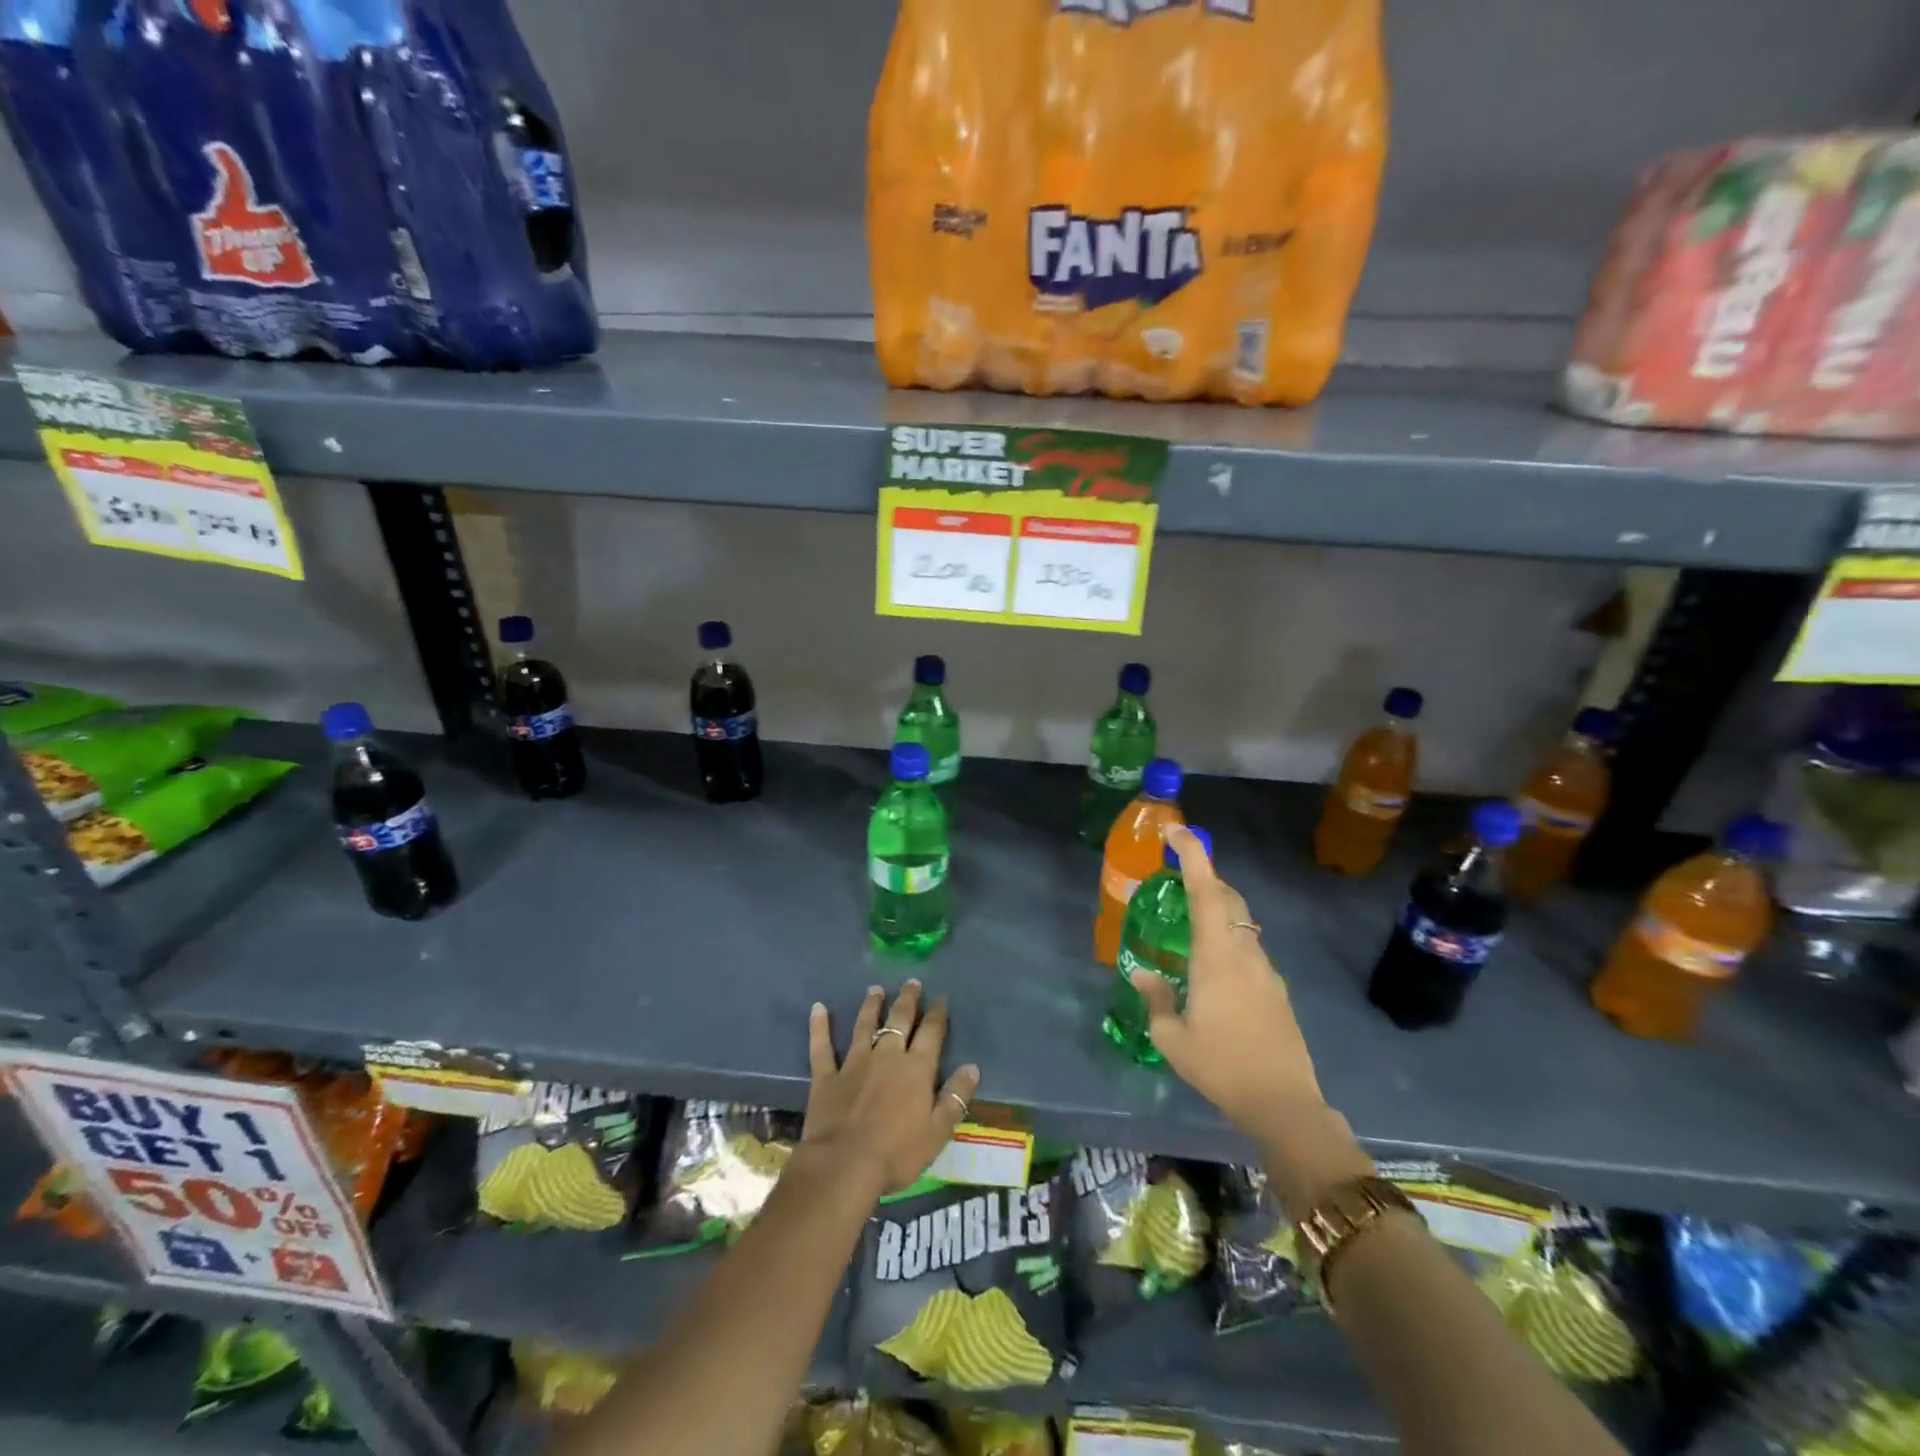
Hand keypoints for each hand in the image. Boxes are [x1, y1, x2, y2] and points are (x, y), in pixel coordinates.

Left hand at [802, 980, 980, 1197]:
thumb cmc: (897, 1153)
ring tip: (875, 989)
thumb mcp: (938, 1132)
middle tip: (911, 982)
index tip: (941, 998)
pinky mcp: (827, 1076)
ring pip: (864, 1025)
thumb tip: (973, 1067)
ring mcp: (854, 1062)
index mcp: (916, 1068)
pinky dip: (819, 1026)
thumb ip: (955, 1097)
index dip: (937, 1014)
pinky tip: (818, 1008)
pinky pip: (822, 1046)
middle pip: (899, 1020)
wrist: (844, 1165)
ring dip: (871, 1006)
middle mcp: (887, 1055)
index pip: (931, 1033)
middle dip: (907, 1000)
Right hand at [1129, 824, 1329, 1136]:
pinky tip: (1211, 970)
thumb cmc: (1222, 1066)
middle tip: (1174, 879)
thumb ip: (1155, 999)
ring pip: (1240, 922)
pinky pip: (1248, 947)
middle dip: (1203, 877)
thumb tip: (1142, 973)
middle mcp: (1244, 951)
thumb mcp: (1172, 1039)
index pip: (1205, 889)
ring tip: (1187, 924)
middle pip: (1227, 897)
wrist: (1284, 1103)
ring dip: (1216, 908)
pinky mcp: (1276, 988)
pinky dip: (1227, 938)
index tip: (1174, 831)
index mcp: (1217, 954)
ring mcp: (1265, 968)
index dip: (1192, 854)